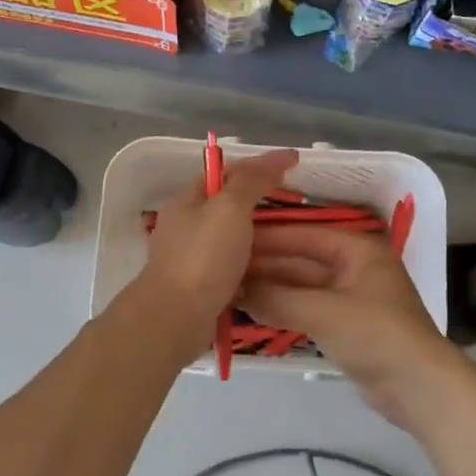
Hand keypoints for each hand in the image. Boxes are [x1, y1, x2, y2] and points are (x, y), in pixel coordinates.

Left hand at [135, 149, 298, 361]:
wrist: (176, 318)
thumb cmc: (203, 257)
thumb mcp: (231, 207)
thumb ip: (253, 180)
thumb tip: (279, 157)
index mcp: (187, 200)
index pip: (225, 171)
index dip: (258, 165)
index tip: (293, 166)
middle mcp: (186, 226)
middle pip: (229, 206)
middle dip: (262, 204)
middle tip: (299, 208)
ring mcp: (191, 259)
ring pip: (232, 240)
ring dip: (260, 239)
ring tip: (295, 241)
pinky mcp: (200, 288)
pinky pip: (232, 269)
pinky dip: (253, 268)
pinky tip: (274, 273)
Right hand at [242, 224, 466, 431]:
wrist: (419, 386)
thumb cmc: (375, 334)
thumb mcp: (323, 311)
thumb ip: (277, 298)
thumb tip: (234, 289)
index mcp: (357, 249)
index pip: (303, 235)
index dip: (267, 237)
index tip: (230, 238)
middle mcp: (354, 266)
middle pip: (302, 260)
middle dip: (265, 265)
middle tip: (222, 267)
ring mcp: (351, 297)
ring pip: (303, 286)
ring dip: (271, 289)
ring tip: (230, 288)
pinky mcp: (347, 325)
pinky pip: (308, 309)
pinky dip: (284, 309)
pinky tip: (254, 311)